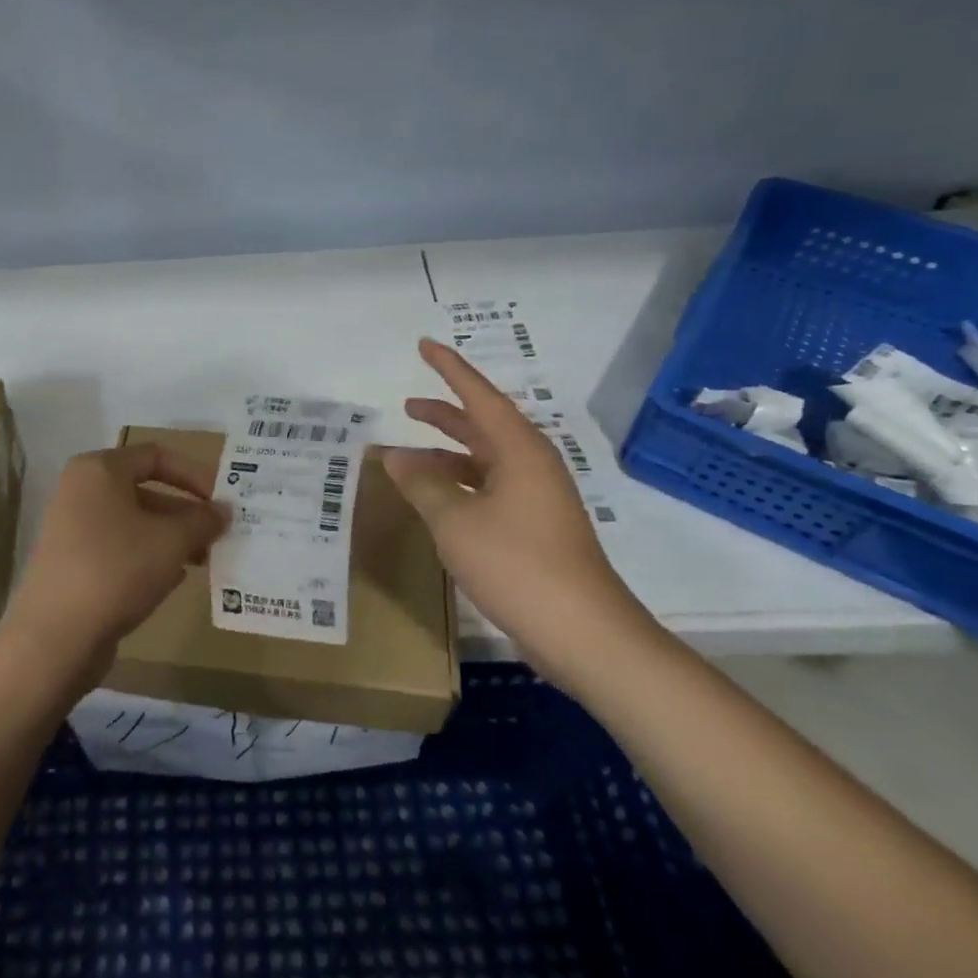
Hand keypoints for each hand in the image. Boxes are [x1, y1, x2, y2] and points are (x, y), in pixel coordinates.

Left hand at [0, 443, 228, 689]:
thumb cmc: (117, 569)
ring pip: (135, 523)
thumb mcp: (172, 541)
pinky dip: (148, 558)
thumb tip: (223, 511)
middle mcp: (81, 491)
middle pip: (146, 490)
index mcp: (99, 469)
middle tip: (220, 535)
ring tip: (205, 560)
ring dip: (172, 538)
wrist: (56, 636)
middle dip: (186, 513)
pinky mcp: (73, 562)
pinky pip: (119, 549)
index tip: (222, 500)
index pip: (156, 456)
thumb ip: (202, 520)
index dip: (194, 474)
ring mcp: (73, 528)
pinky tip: (174, 580)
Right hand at [384, 338, 659, 684]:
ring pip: (484, 462)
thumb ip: (422, 484)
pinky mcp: (535, 528)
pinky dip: (458, 486)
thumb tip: (394, 457)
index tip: (424, 345)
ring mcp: (536, 499)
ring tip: (409, 457)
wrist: (582, 632)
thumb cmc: (517, 564)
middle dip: (445, 414)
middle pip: (483, 426)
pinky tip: (437, 500)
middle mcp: (531, 466)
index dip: (449, 369)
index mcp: (519, 451)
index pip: (479, 396)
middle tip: (408, 405)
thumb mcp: (455, 521)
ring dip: (447, 455)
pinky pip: (489, 490)